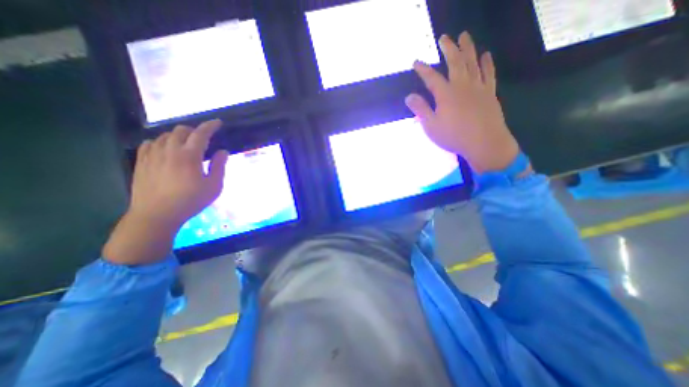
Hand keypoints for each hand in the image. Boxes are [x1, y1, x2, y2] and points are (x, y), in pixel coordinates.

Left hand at [105, 120, 227, 266]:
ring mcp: (152, 155)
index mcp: (189, 156)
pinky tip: (166, 150)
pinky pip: (150, 143)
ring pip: (165, 135)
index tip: (218, 122)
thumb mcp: (214, 186)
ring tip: (187, 145)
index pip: (201, 134)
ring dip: (179, 136)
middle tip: (203, 138)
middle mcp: (169, 150)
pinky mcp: (141, 162)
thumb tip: (223, 151)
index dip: (210, 126)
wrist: (156, 215)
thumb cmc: (191, 201)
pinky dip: (161, 142)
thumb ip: (219, 166)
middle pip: (181, 130)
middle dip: (194, 130)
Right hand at [405, 32, 519, 173]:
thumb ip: (421, 110)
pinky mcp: (489, 92)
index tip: (416, 62)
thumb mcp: (431, 126)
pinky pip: (489, 73)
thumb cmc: (454, 136)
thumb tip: (409, 96)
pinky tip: (485, 55)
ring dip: (468, 48)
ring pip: (473, 62)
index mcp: (445, 94)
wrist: (484, 142)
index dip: (423, 69)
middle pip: (455, 62)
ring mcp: (478, 87)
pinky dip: (487, 62)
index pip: (431, 77)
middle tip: (444, 37)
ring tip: (464, 36)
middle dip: (448, 48)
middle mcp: (462, 85)